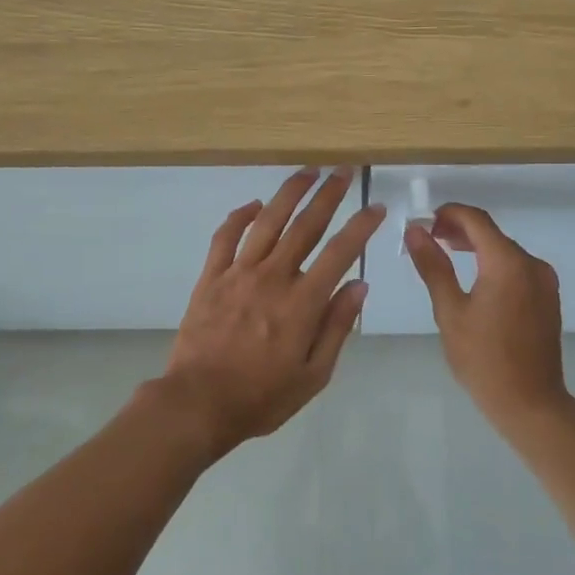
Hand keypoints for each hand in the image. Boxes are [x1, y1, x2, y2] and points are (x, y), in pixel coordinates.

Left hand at [162, 168, 384, 456]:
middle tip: (343, 171)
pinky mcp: (211, 276)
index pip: (340, 252)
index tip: (376, 207)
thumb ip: (336, 327)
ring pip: (268, 221)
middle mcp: (273, 277)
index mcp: (302, 302)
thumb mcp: (313, 375)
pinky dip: (240, 216)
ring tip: (307, 171)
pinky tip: (254, 204)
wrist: (198, 403)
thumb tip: (359, 286)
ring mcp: (239, 273)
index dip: (361, 226)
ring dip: (289, 192)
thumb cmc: (261, 397)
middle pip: (306, 225)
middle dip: (328, 194)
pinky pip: (226, 236)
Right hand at [405, 204, 568, 425]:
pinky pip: (517, 267)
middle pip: (492, 233)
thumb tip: (415, 231)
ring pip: (505, 250)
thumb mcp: (450, 311)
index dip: (449, 214)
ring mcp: (544, 281)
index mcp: (507, 263)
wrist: (531, 403)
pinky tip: (475, 279)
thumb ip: (433, 266)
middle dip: (460, 230)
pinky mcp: (548, 297)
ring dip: (477, 246)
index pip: (476, 220)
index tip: (425, 223)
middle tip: (430, 239)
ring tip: (447, 254)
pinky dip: (494, 264)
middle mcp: (531, 264)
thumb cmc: (483, 359)